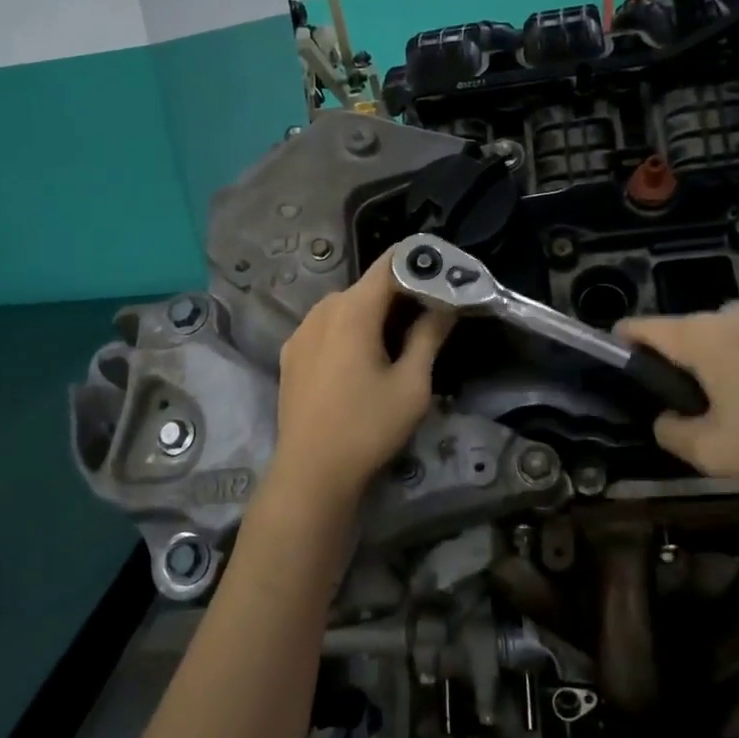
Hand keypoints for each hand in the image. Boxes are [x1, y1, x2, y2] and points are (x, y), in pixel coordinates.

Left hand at [269, 249, 454, 510]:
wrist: (311, 473)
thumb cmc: (368, 428)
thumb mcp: (412, 385)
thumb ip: (429, 336)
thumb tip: (445, 304)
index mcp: (353, 310)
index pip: (391, 264)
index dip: (421, 264)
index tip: (446, 277)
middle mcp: (322, 310)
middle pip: (369, 287)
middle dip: (401, 295)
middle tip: (432, 316)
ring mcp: (301, 331)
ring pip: (346, 308)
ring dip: (374, 315)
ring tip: (399, 343)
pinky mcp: (291, 354)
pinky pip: (327, 328)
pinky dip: (349, 332)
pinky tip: (362, 362)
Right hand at [619, 303, 738, 498]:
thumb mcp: (711, 451)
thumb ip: (671, 432)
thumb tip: (667, 420)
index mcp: (698, 336)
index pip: (638, 328)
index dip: (619, 350)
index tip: (617, 381)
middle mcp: (727, 317)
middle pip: (676, 336)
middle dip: (668, 369)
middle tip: (677, 415)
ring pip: (712, 345)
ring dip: (705, 374)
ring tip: (720, 419)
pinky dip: (737, 375)